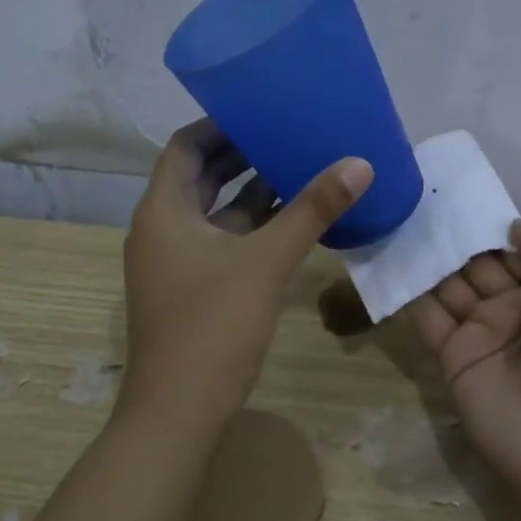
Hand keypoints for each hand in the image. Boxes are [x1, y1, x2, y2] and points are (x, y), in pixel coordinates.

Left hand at [121, 120, 371, 428]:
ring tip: (298, 168)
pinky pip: (221, 243)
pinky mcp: (191, 289)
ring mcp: (175, 262)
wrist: (178, 410)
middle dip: (241, 155)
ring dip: (250, 192)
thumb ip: (311, 210)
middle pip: (199, 177)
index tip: (262, 109)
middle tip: (289, 133)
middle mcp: (162, 229)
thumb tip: (359, 163)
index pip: (185, 146)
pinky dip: (251, 229)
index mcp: (163, 210)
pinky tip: (291, 223)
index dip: (221, 124)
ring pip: (213, 213)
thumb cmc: (213, 326)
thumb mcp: (266, 262)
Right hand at [407, 222, 520, 506]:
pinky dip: (409, 293)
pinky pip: (428, 319)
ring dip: (429, 260)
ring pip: (451, 288)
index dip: (494, 229)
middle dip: (456, 240)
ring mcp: (483, 336)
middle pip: (481, 267)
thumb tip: (515, 228)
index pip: (520, 253)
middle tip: (420, 204)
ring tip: (398, 221)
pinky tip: (390, 260)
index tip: (461, 199)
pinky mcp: (451, 358)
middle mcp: (519, 312)